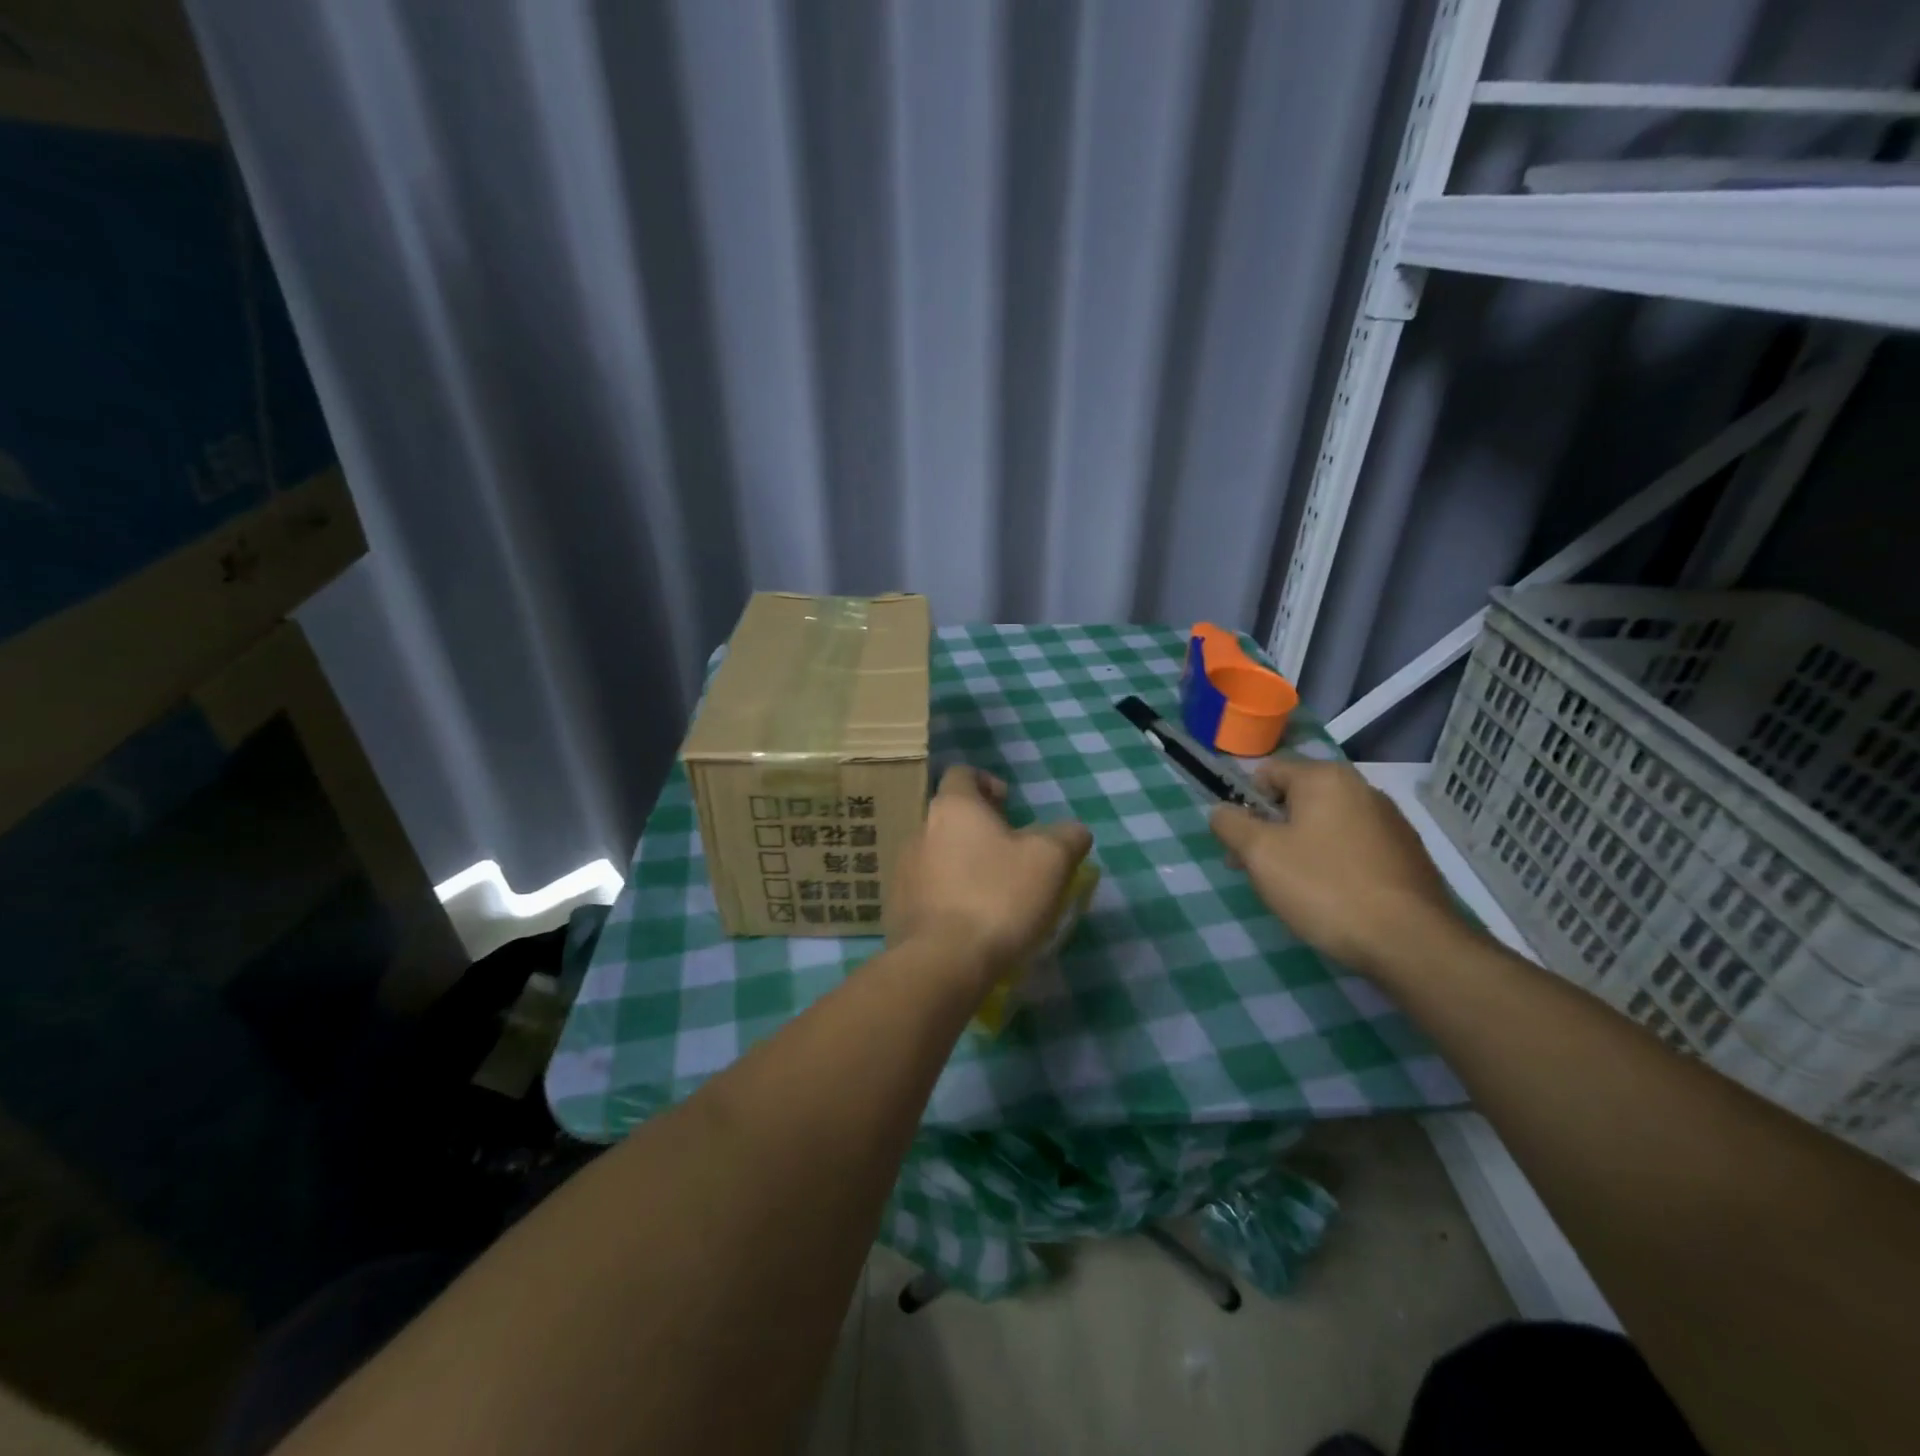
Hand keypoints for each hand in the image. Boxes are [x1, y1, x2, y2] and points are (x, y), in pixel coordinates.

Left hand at [891, 765, 1092, 990]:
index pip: (962, 774)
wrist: (943, 961)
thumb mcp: (1051, 861)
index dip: (987, 783)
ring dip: (962, 863)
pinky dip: (947, 895)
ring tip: (991, 891)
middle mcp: (920, 829)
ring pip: (937, 853)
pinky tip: (970, 920)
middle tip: (1010, 854)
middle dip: (979, 829)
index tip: (1010, 806)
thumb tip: (1073, 831)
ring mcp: (903, 870)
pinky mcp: (896, 907)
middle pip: (950, 816)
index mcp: (953, 807)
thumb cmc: (999, 897)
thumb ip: (1067, 836)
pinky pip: (926, 889)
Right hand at [1209, 759, 1467, 980]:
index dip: (1244, 805)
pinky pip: (1353, 848)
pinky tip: (1332, 898)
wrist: (1410, 941)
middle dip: (1270, 831)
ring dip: (1300, 848)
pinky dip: (1333, 863)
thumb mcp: (1259, 854)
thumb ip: (1230, 824)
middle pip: (1296, 800)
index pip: (1267, 773)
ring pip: (1325, 825)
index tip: (1239, 846)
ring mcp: (1390, 822)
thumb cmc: (1324, 887)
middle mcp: (1361, 788)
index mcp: (1325, 778)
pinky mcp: (1407, 854)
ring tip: (1295, 891)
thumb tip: (1221, 811)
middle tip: (1258, 873)